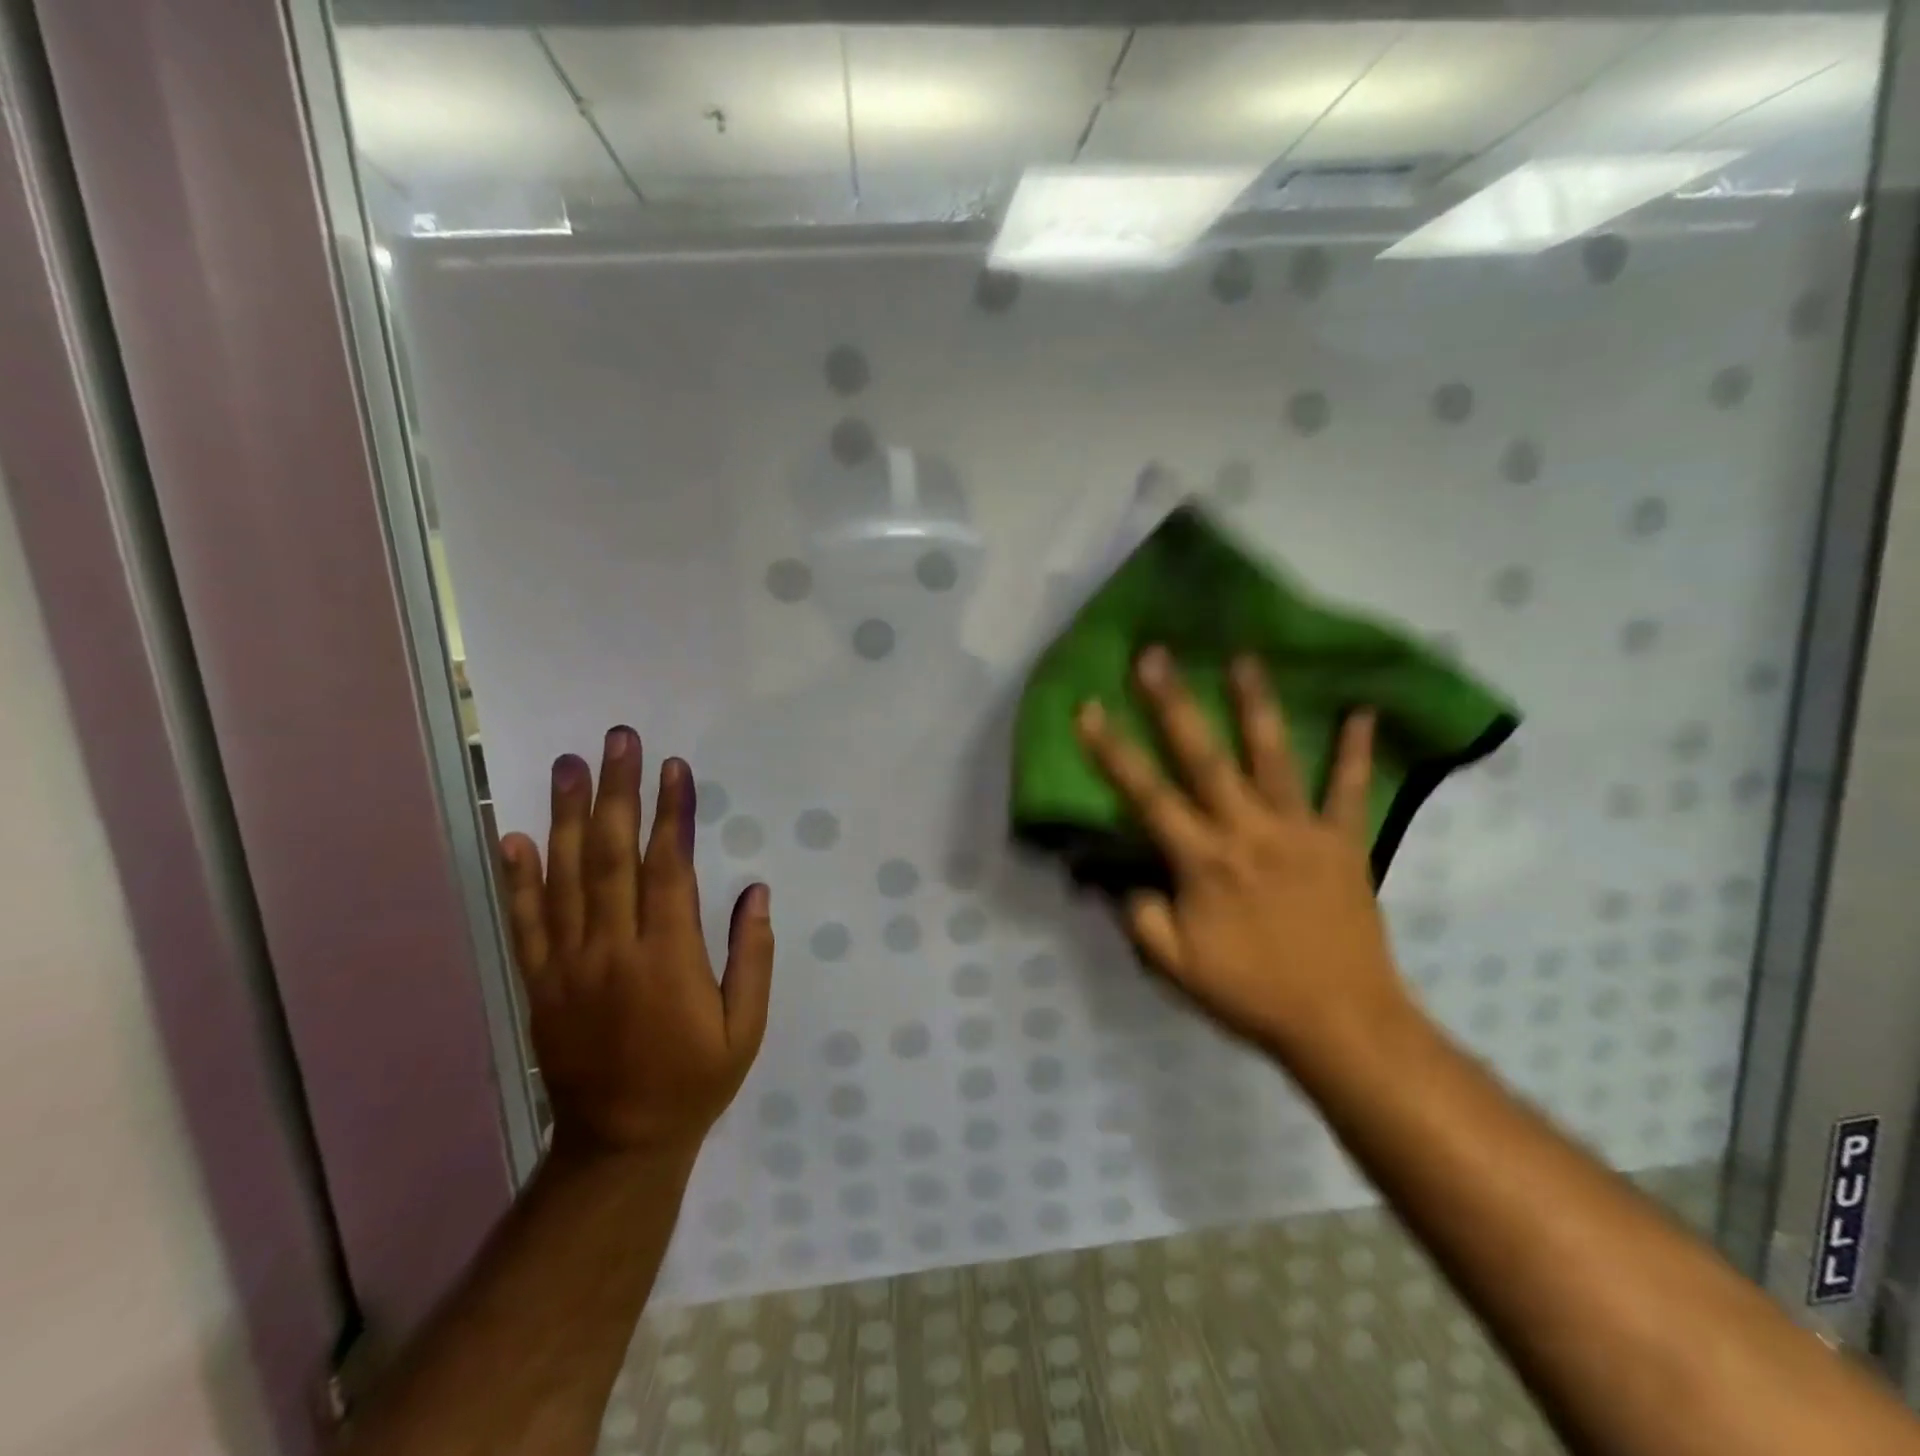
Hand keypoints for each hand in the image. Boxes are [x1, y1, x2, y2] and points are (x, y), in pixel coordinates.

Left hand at [497, 727, 773, 1164]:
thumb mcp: (745, 1027)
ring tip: (569, 765)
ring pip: (565, 878)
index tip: (674, 767)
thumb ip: (752, 956)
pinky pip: (525, 923)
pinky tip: (515, 836)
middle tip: (618, 740)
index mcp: (667, 959)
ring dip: (568, 816)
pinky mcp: (539, 984)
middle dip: (618, 793)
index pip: (669, 870)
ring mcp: (567, 967)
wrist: (619, 1144)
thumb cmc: (695, 1079)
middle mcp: (612, 951)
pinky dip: (518, 878)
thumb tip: (756, 891)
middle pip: (612, 858)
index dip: (672, 814)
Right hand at [1074, 648, 1407, 1054]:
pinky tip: (1363, 709)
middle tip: (1156, 655)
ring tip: (1244, 657)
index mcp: (1202, 861)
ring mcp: (1299, 831)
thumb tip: (1123, 878)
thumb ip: (1141, 917)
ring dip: (1256, 704)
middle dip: (1174, 704)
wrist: (1342, 1022)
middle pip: (1204, 758)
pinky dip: (1357, 751)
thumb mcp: (1175, 967)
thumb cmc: (1251, 993)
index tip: (1089, 708)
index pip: (1147, 796)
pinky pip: (1349, 791)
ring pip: (1273, 757)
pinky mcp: (1342, 842)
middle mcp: (1247, 831)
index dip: (1113, 751)